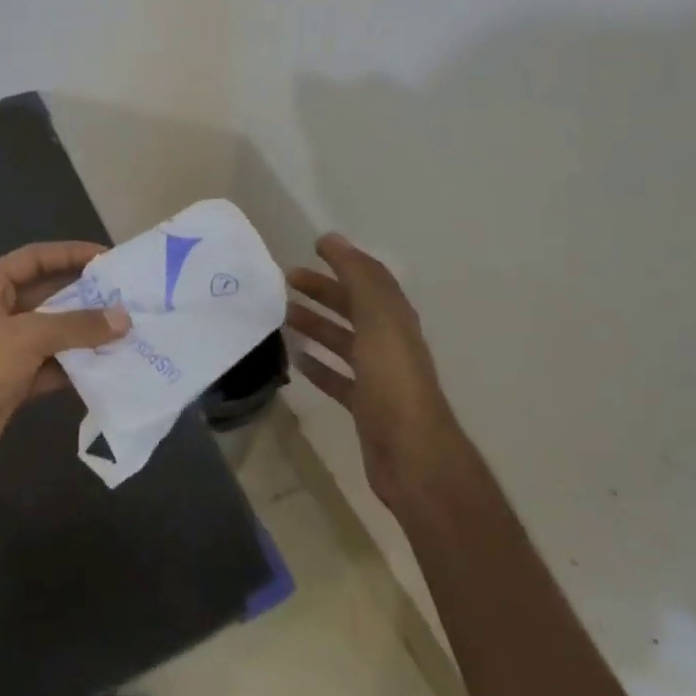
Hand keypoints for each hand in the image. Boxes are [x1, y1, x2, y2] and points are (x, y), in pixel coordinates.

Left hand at [0, 241, 129, 476]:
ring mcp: (5, 349)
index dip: (69, 253)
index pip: (34, 258)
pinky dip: (75, 366)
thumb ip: (78, 325)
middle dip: (84, 297)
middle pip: (47, 295)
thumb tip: (124, 319)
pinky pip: (52, 365)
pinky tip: (106, 366)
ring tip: (124, 330)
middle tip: (124, 296)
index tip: (107, 257)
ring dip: (83, 334)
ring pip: (53, 333)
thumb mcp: (28, 336)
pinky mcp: (14, 381)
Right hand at [286, 233, 467, 511]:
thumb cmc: (393, 381)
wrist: (413, 456)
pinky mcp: (366, 406)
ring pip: (343, 340)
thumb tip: (334, 239)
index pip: (369, 278)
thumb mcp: (378, 320)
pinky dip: (319, 365)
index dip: (345, 259)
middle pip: (353, 307)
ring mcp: (378, 376)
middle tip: (286, 279)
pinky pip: (338, 377)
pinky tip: (297, 358)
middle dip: (323, 290)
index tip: (313, 246)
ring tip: (283, 314)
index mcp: (395, 318)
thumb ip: (358, 278)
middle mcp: (388, 342)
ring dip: (316, 324)